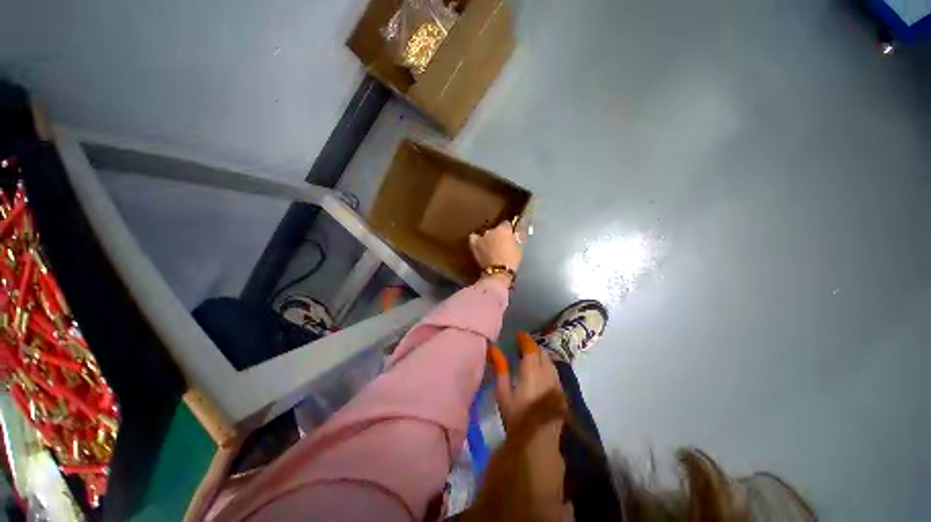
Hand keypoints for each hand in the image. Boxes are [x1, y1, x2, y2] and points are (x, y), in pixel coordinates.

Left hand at [469, 221, 522, 272]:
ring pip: (485, 234)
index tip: (510, 236)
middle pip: (495, 229)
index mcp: (504, 229)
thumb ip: (516, 237)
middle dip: (498, 235)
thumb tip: (515, 233)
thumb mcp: (519, 248)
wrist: (498, 272)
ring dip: (488, 238)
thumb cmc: (512, 260)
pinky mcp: (474, 245)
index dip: (508, 230)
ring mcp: (481, 237)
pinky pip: (473, 238)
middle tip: (501, 245)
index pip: (506, 224)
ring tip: (491, 247)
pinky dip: (476, 239)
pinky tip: (479, 244)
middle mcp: (491, 230)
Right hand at [488, 331, 563, 430]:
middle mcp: (547, 373)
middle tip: (521, 345)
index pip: (530, 347)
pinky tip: (539, 370)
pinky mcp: (561, 391)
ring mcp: (556, 382)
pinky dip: (545, 364)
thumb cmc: (516, 416)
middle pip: (541, 352)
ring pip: (549, 360)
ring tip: (529, 355)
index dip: (524, 338)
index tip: (517, 334)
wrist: (539, 442)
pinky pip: (553, 370)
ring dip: (539, 354)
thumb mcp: (503, 392)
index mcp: (531, 371)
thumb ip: (500, 368)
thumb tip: (493, 348)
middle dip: (532, 345)